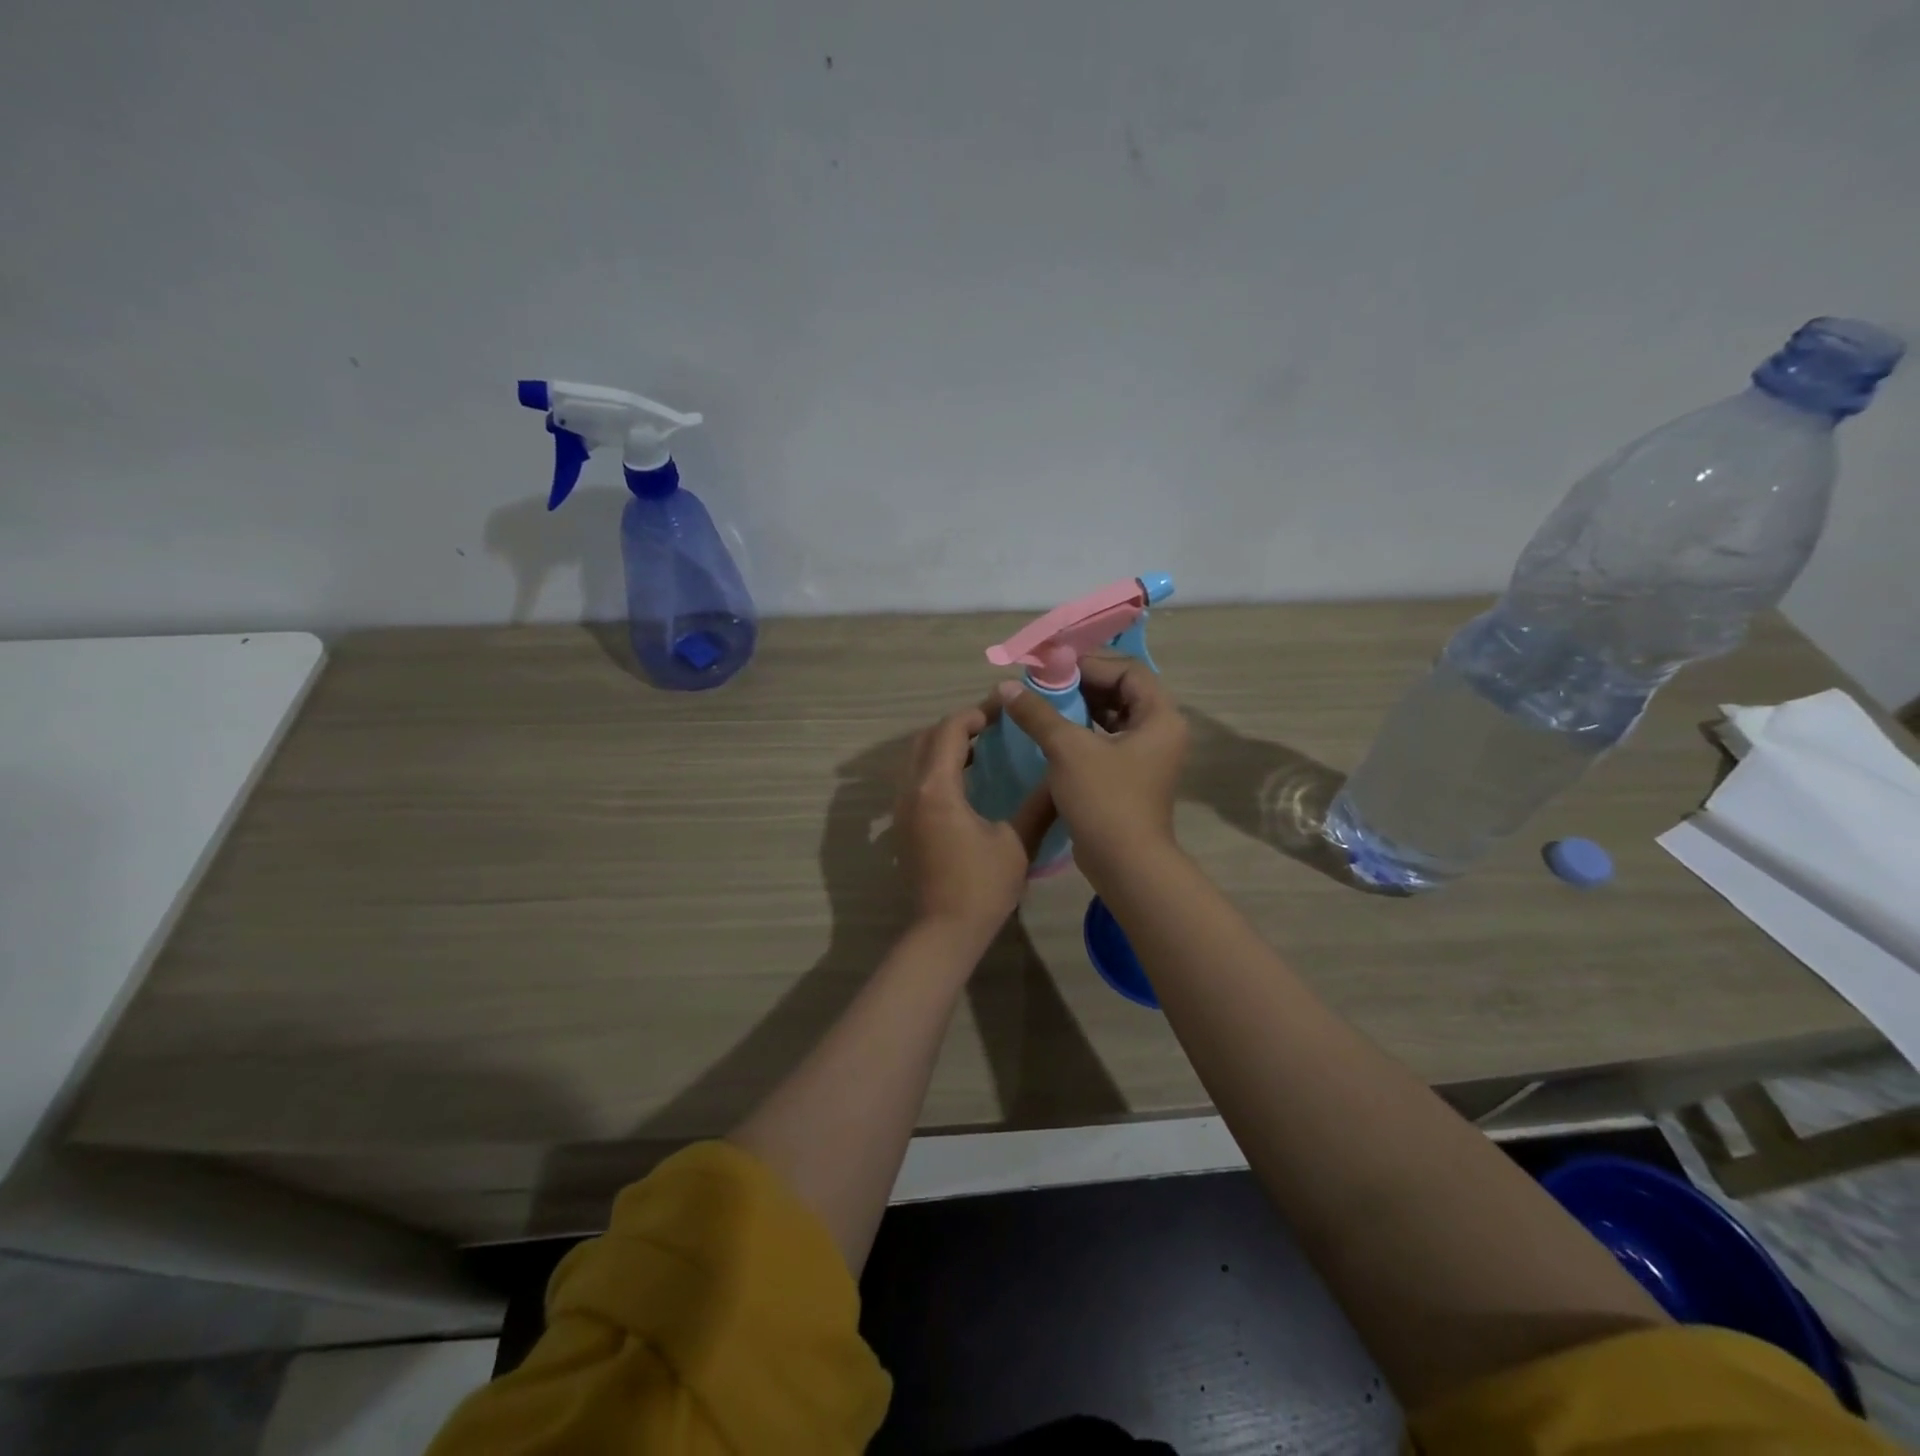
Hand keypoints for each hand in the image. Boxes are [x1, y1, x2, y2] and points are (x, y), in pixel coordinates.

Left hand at [894, 704, 1055, 941]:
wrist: (944, 932)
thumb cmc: (982, 887)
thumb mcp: (1017, 843)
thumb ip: (1039, 803)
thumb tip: (1061, 773)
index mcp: (937, 788)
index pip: (951, 730)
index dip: (977, 713)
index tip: (1005, 709)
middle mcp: (911, 790)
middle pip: (927, 738)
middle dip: (959, 725)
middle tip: (995, 725)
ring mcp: (901, 808)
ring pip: (916, 757)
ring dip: (945, 744)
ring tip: (983, 747)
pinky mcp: (902, 824)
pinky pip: (915, 778)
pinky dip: (936, 766)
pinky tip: (966, 780)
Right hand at [998, 656, 1188, 875]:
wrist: (1125, 864)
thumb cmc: (1104, 799)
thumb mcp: (1068, 749)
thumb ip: (1038, 714)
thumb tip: (1007, 687)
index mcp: (1160, 716)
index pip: (1127, 670)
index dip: (1089, 663)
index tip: (1051, 667)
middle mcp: (1160, 730)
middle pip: (1122, 691)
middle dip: (1082, 684)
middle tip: (1044, 683)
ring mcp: (1148, 755)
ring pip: (1113, 716)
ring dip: (1080, 707)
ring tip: (1043, 704)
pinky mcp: (1131, 775)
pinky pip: (1107, 739)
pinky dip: (1082, 731)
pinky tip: (1052, 732)